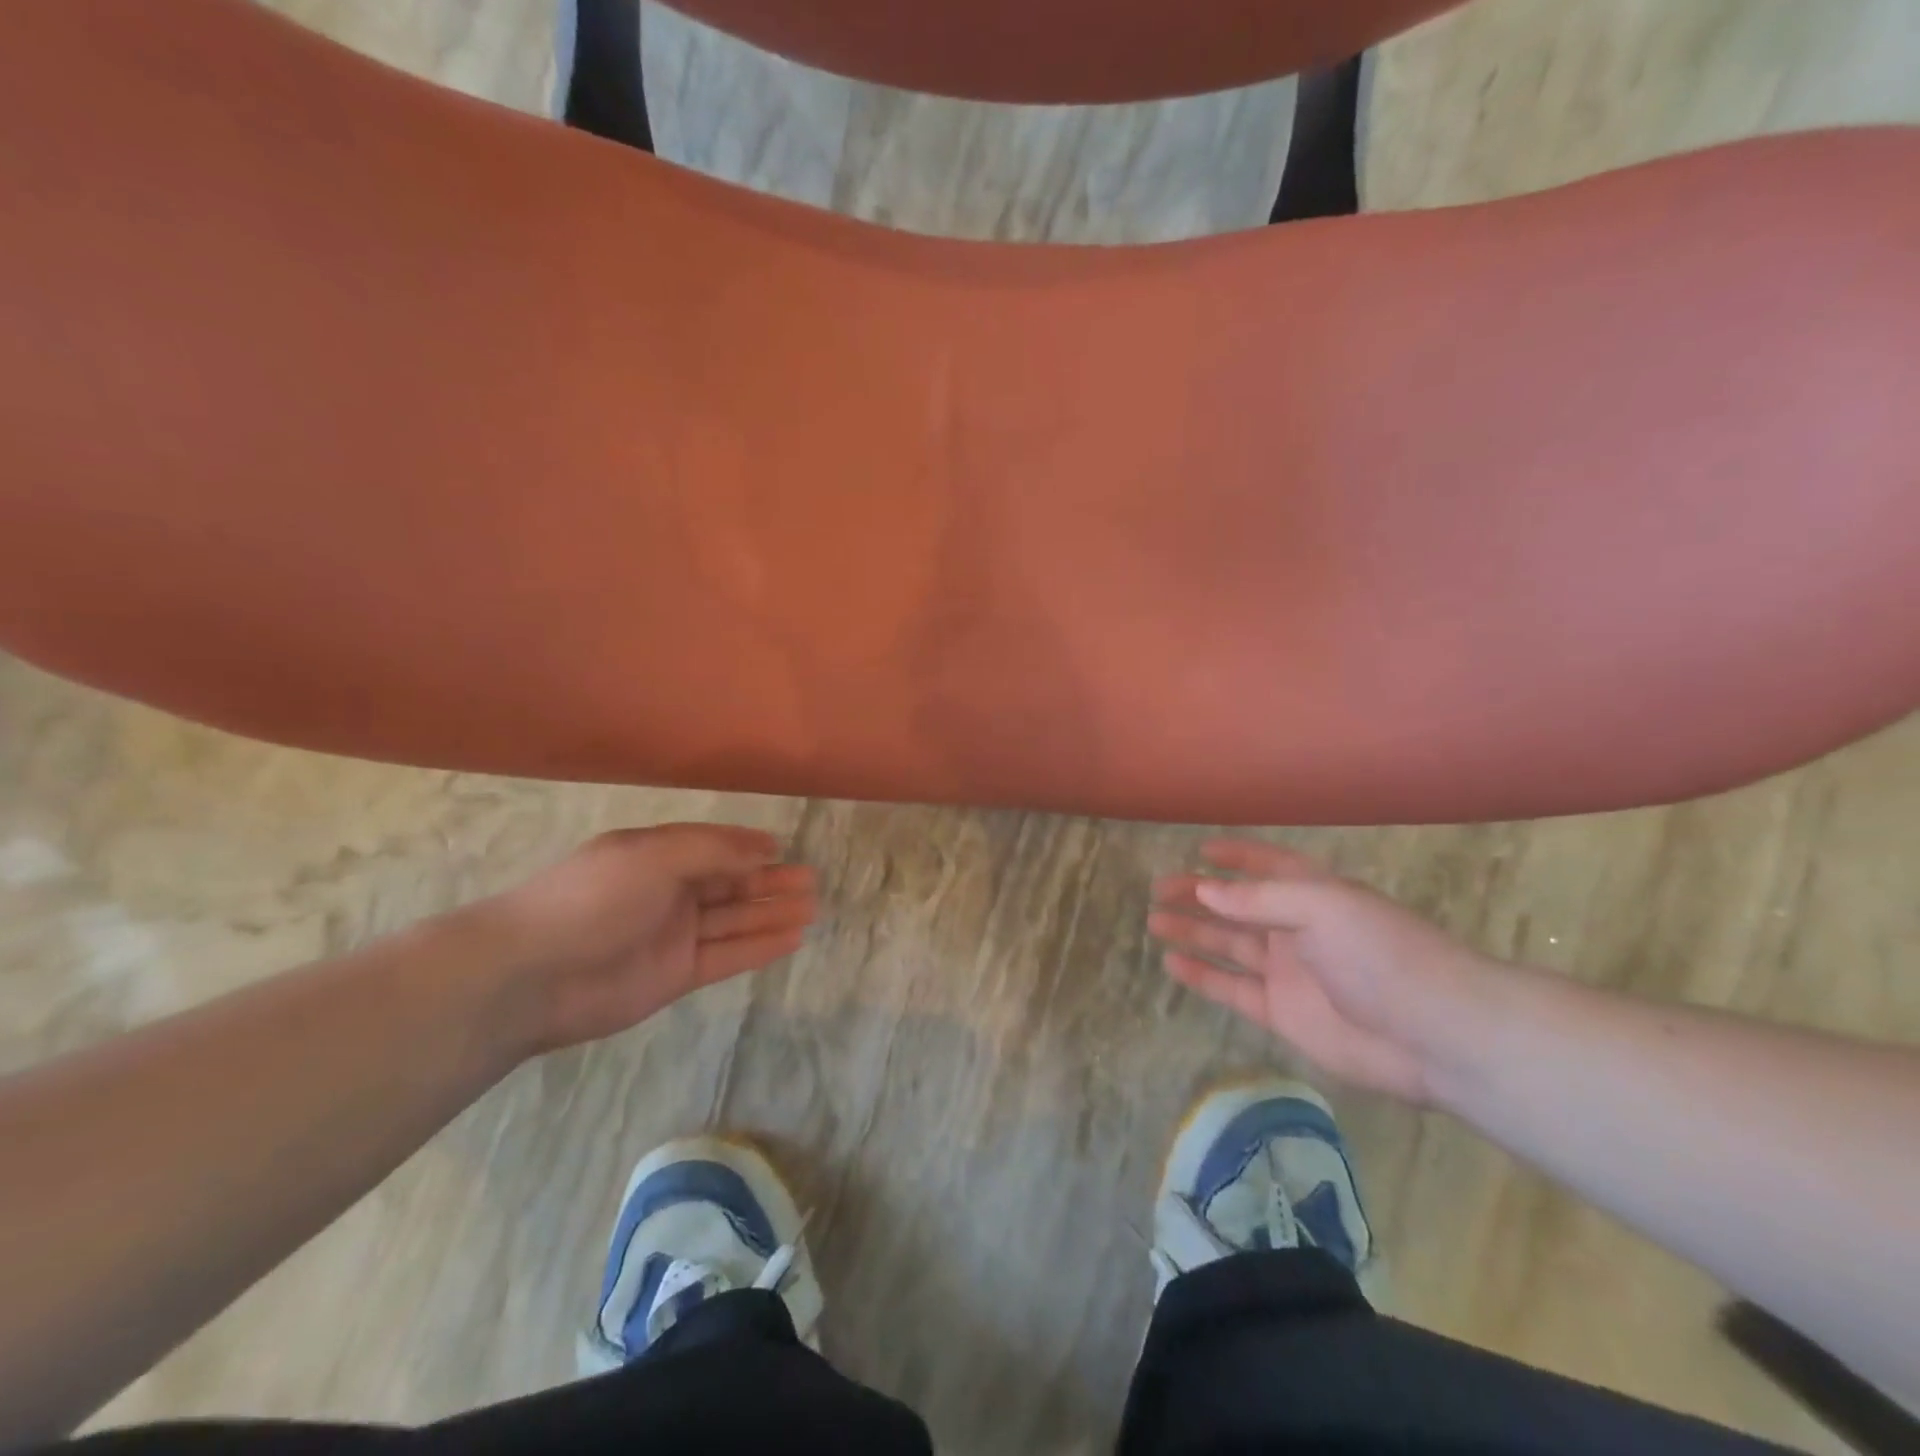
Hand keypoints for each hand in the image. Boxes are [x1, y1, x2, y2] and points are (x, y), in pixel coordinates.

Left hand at [476, 823, 817, 1052]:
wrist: (530, 975)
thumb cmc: (594, 898)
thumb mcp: (656, 857)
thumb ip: (715, 851)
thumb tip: (765, 847)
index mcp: (656, 855)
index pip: (714, 847)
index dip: (749, 849)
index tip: (785, 850)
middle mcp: (667, 892)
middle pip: (729, 885)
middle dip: (770, 882)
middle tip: (812, 882)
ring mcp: (672, 935)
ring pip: (733, 920)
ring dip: (772, 913)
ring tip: (813, 909)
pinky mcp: (675, 975)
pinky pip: (726, 956)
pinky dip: (759, 947)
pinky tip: (791, 938)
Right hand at [1149, 839, 1508, 1104]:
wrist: (1436, 1034)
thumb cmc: (1381, 953)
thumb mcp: (1321, 907)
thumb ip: (1258, 899)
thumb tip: (1205, 890)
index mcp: (1314, 894)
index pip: (1268, 867)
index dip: (1237, 857)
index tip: (1199, 850)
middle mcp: (1298, 929)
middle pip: (1238, 907)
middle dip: (1199, 896)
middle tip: (1157, 891)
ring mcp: (1289, 973)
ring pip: (1229, 946)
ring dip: (1193, 933)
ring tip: (1153, 923)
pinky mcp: (1282, 1014)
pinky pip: (1232, 989)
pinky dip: (1202, 976)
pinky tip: (1172, 963)